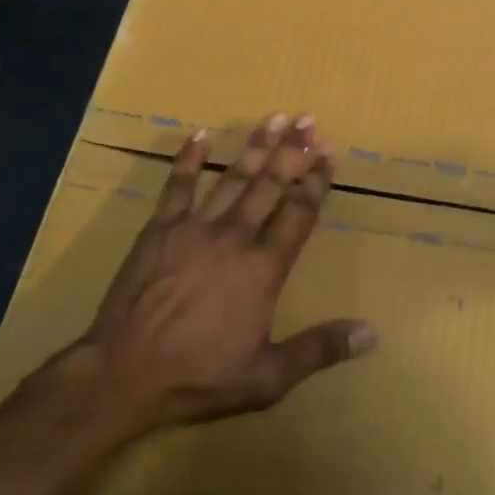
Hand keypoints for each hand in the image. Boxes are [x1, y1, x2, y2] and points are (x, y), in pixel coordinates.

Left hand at [78, 113, 374, 431]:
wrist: (123, 375)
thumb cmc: (198, 376)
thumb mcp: (267, 377)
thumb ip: (319, 349)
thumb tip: (371, 333)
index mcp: (264, 268)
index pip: (298, 213)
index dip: (316, 181)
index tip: (329, 151)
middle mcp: (235, 237)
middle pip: (270, 185)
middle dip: (292, 151)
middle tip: (308, 119)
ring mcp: (195, 228)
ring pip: (232, 177)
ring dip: (255, 146)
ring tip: (274, 117)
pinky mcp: (160, 228)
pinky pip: (178, 185)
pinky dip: (188, 159)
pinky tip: (199, 134)